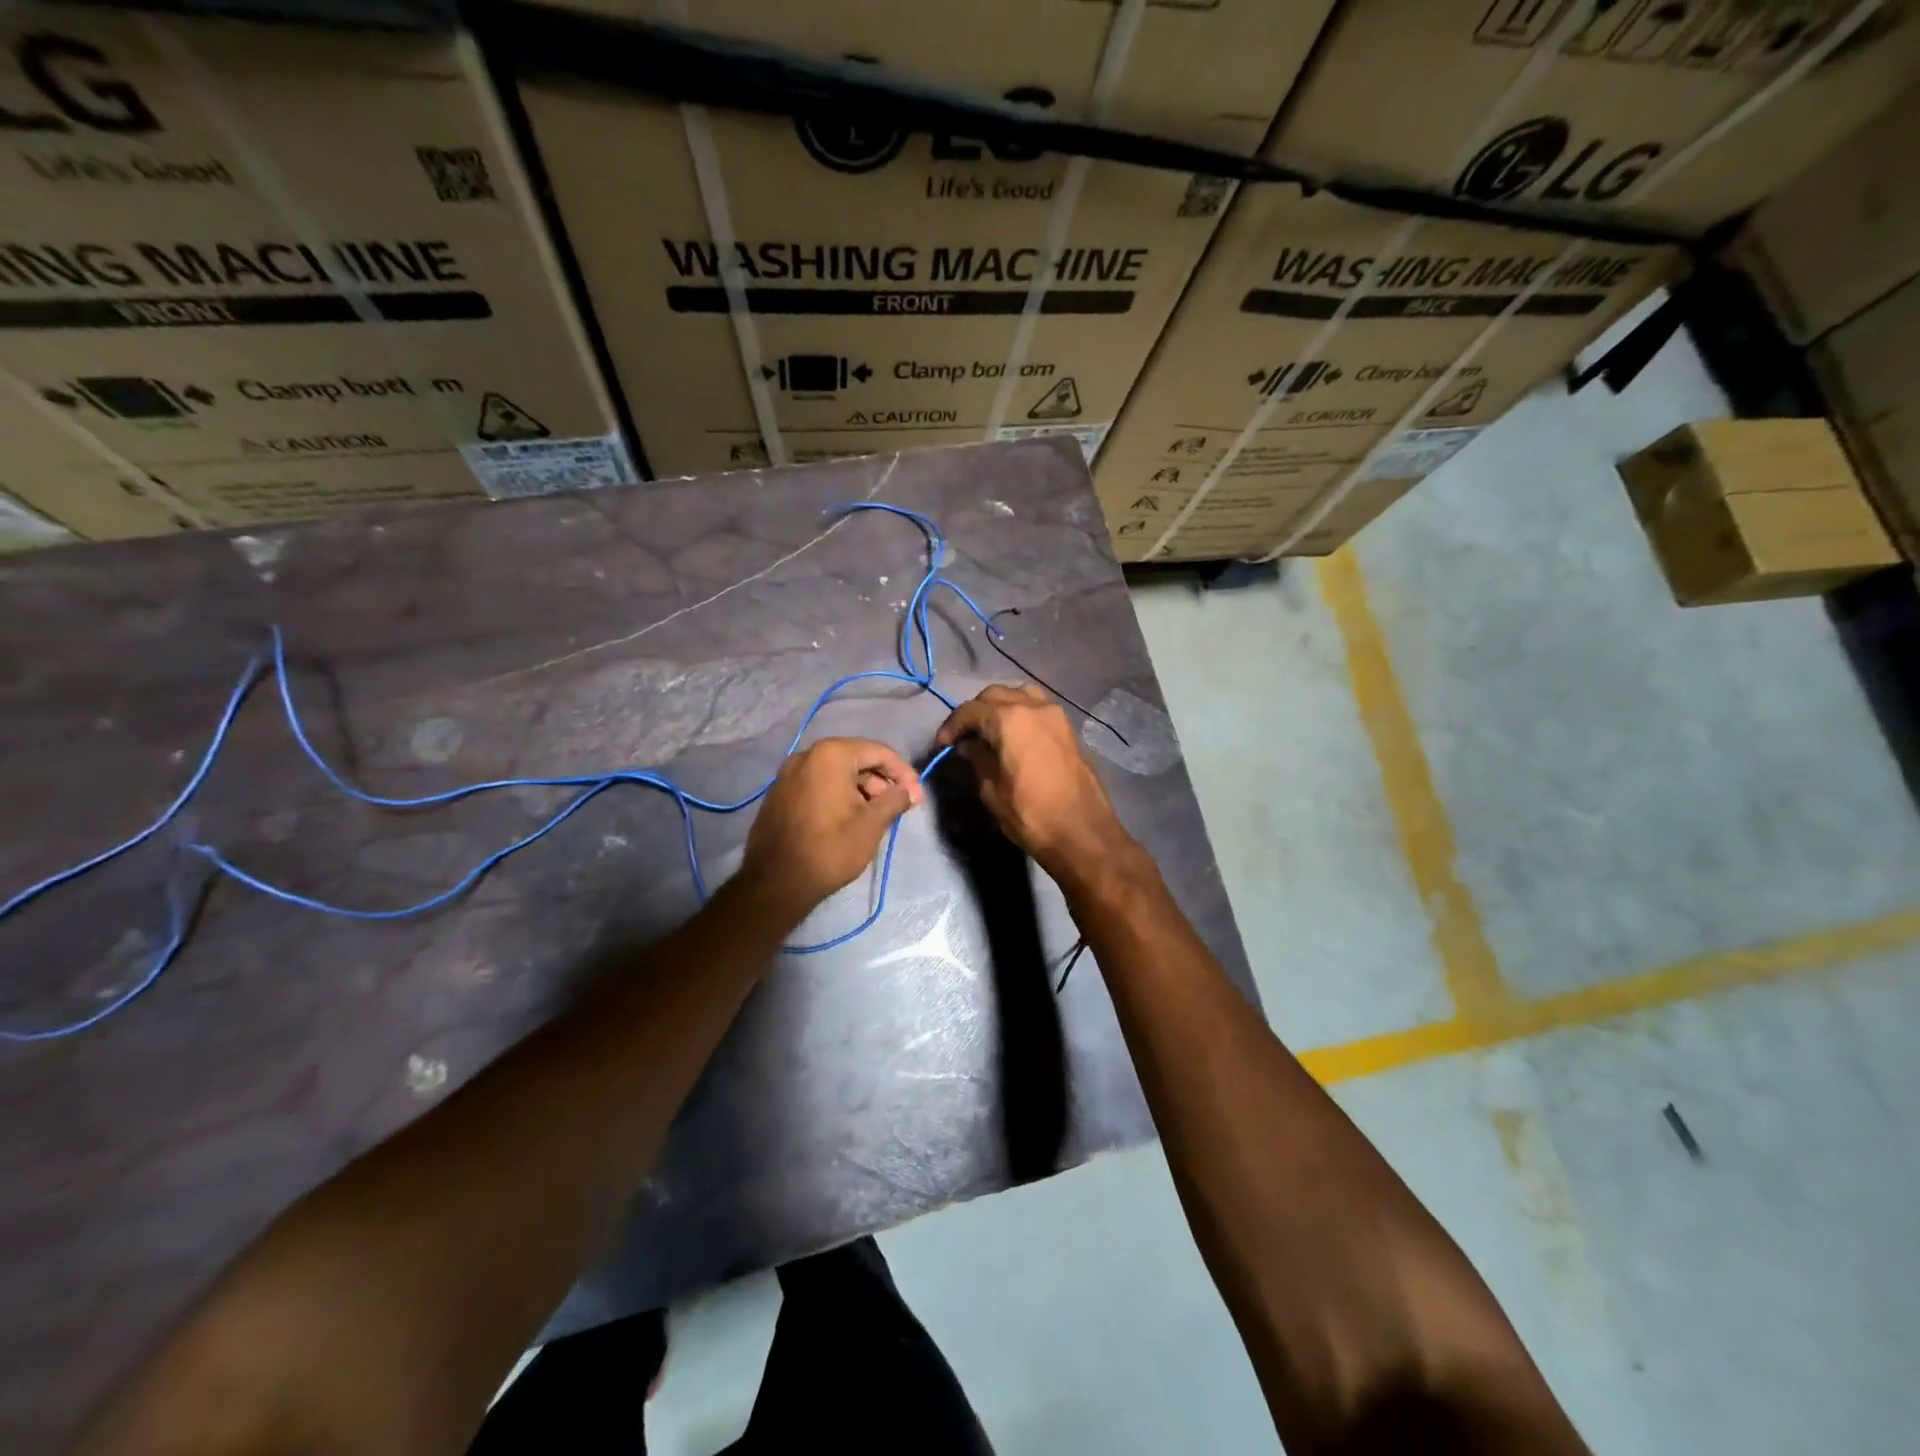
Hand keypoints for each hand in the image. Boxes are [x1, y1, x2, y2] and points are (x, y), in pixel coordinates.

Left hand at [740, 737, 921, 917]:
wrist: (775, 883)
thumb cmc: (830, 849)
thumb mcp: (871, 824)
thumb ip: (895, 800)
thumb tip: (912, 790)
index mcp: (831, 755)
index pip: (878, 752)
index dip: (903, 772)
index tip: (916, 795)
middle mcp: (807, 755)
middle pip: (856, 758)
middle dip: (880, 781)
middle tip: (897, 806)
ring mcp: (788, 773)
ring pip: (836, 772)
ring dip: (860, 788)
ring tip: (875, 815)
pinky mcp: (779, 792)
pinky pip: (817, 783)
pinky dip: (838, 793)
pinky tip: (849, 817)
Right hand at [933, 684, 1133, 883]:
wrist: (1083, 833)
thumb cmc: (1031, 814)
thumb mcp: (992, 790)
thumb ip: (978, 759)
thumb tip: (969, 745)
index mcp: (1010, 718)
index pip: (970, 710)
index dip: (952, 726)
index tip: (942, 745)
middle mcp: (1034, 706)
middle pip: (994, 695)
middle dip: (974, 713)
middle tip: (962, 738)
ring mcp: (1056, 715)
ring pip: (1019, 695)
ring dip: (999, 707)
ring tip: (988, 732)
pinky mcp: (1068, 728)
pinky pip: (1037, 708)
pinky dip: (1020, 713)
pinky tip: (1012, 737)